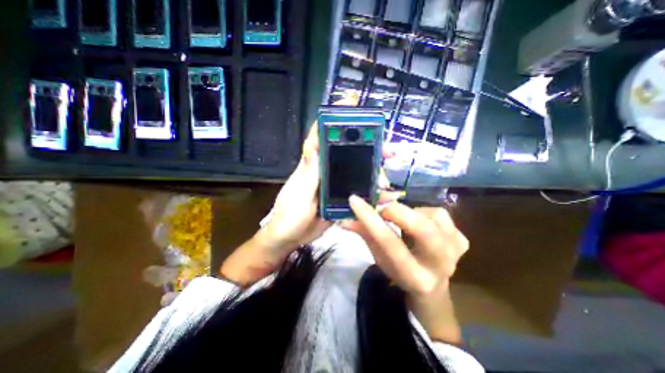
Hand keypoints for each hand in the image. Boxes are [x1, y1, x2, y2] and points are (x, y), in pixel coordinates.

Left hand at [221, 115, 402, 285]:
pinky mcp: (341, 198)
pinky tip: (383, 196)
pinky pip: (358, 192)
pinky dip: (371, 193)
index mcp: (313, 167)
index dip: (335, 122)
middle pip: (347, 155)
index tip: (353, 109)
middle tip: (388, 150)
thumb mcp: (298, 194)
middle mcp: (325, 172)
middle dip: (368, 149)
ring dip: (373, 173)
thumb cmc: (289, 216)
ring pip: (356, 173)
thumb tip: (314, 145)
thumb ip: (308, 173)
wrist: (290, 238)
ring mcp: (334, 186)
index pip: (322, 139)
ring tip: (386, 180)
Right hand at [340, 198, 468, 343]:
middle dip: (397, 210)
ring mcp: (456, 251)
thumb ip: (364, 235)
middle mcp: (440, 265)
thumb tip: (344, 218)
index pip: (390, 243)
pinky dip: (426, 212)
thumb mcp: (379, 257)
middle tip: (381, 204)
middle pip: (422, 229)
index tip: (355, 200)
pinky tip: (420, 222)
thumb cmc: (399, 270)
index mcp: (414, 276)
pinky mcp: (462, 240)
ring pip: (435, 216)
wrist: (431, 284)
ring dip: (412, 211)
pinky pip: (442, 215)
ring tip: (403, 219)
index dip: (371, 219)